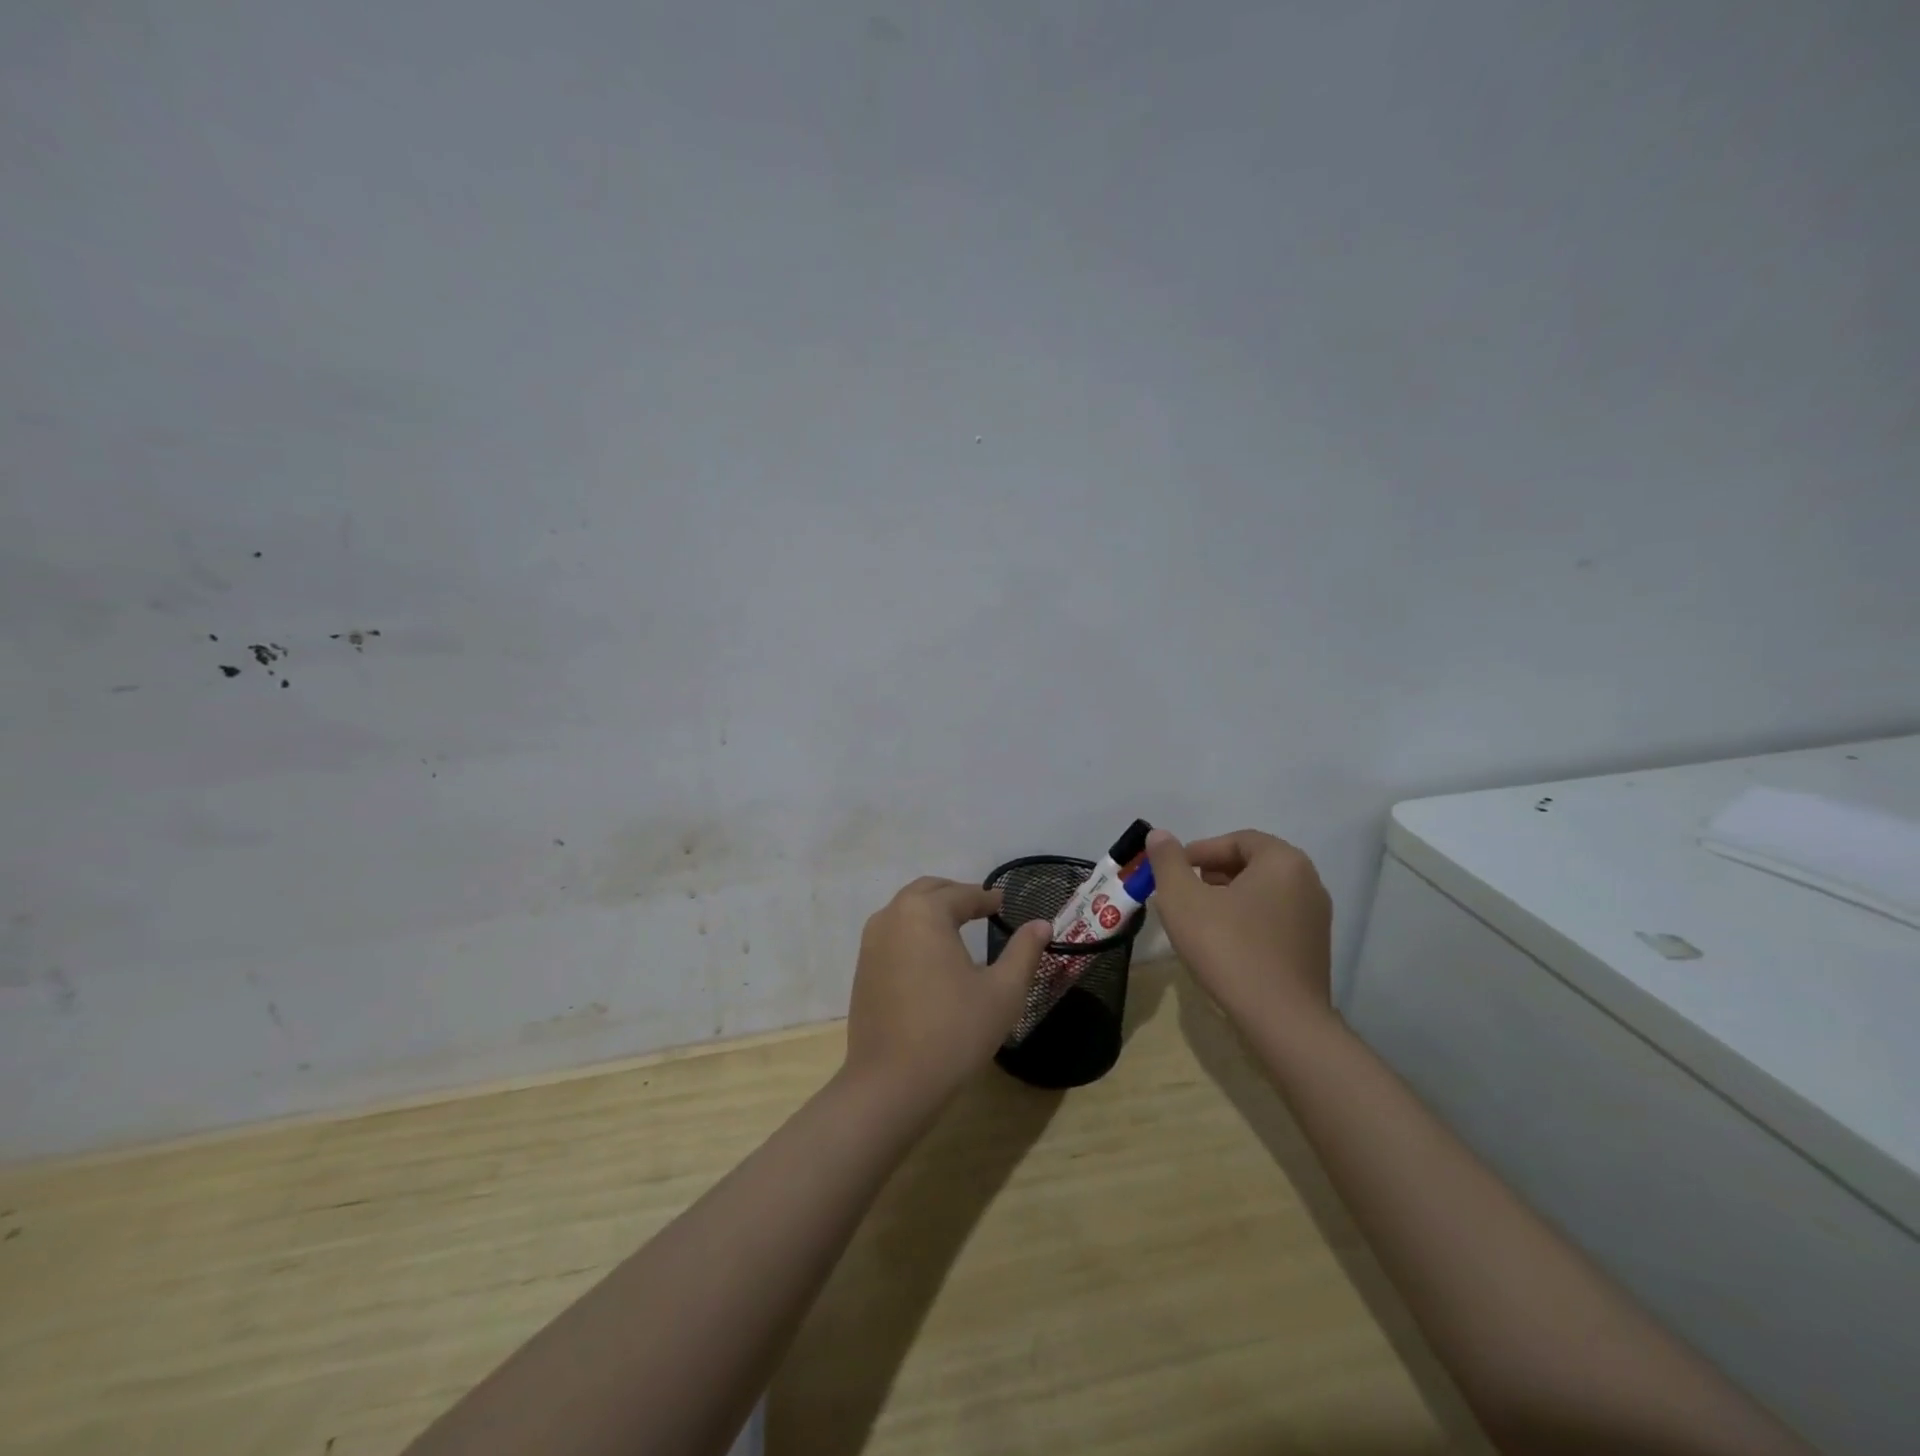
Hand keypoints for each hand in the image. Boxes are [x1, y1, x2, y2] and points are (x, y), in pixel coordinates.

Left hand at [842, 876, 1049, 1113]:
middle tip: (981, 907)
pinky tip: (931, 958)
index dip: (986, 898)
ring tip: (957, 928)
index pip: (961, 895)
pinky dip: (913, 932)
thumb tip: (1041, 924)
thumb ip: (1024, 951)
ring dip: (931, 911)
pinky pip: (892, 935)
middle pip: (927, 891)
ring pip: (905, 910)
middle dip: (955, 895)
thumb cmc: (954, 1032)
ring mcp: (871, 943)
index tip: (1003, 903)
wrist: (891, 1084)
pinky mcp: (863, 969)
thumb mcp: (1003, 992)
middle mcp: (892, 917)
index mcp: (924, 912)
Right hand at [1144, 828, 1333, 1026]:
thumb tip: (1159, 835)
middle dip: (1212, 874)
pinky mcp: (1314, 949)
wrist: (1282, 1020)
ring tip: (1198, 920)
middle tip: (1183, 894)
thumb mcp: (1183, 899)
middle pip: (1252, 865)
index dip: (1200, 851)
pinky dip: (1246, 922)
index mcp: (1283, 861)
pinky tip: (1223, 945)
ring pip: (1263, 894)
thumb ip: (1167, 861)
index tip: (1173, 871)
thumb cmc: (1229, 948)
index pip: (1237, 840)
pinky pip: (1274, 920)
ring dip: (1228, 899)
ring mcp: (1316, 918)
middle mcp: (1308, 882)